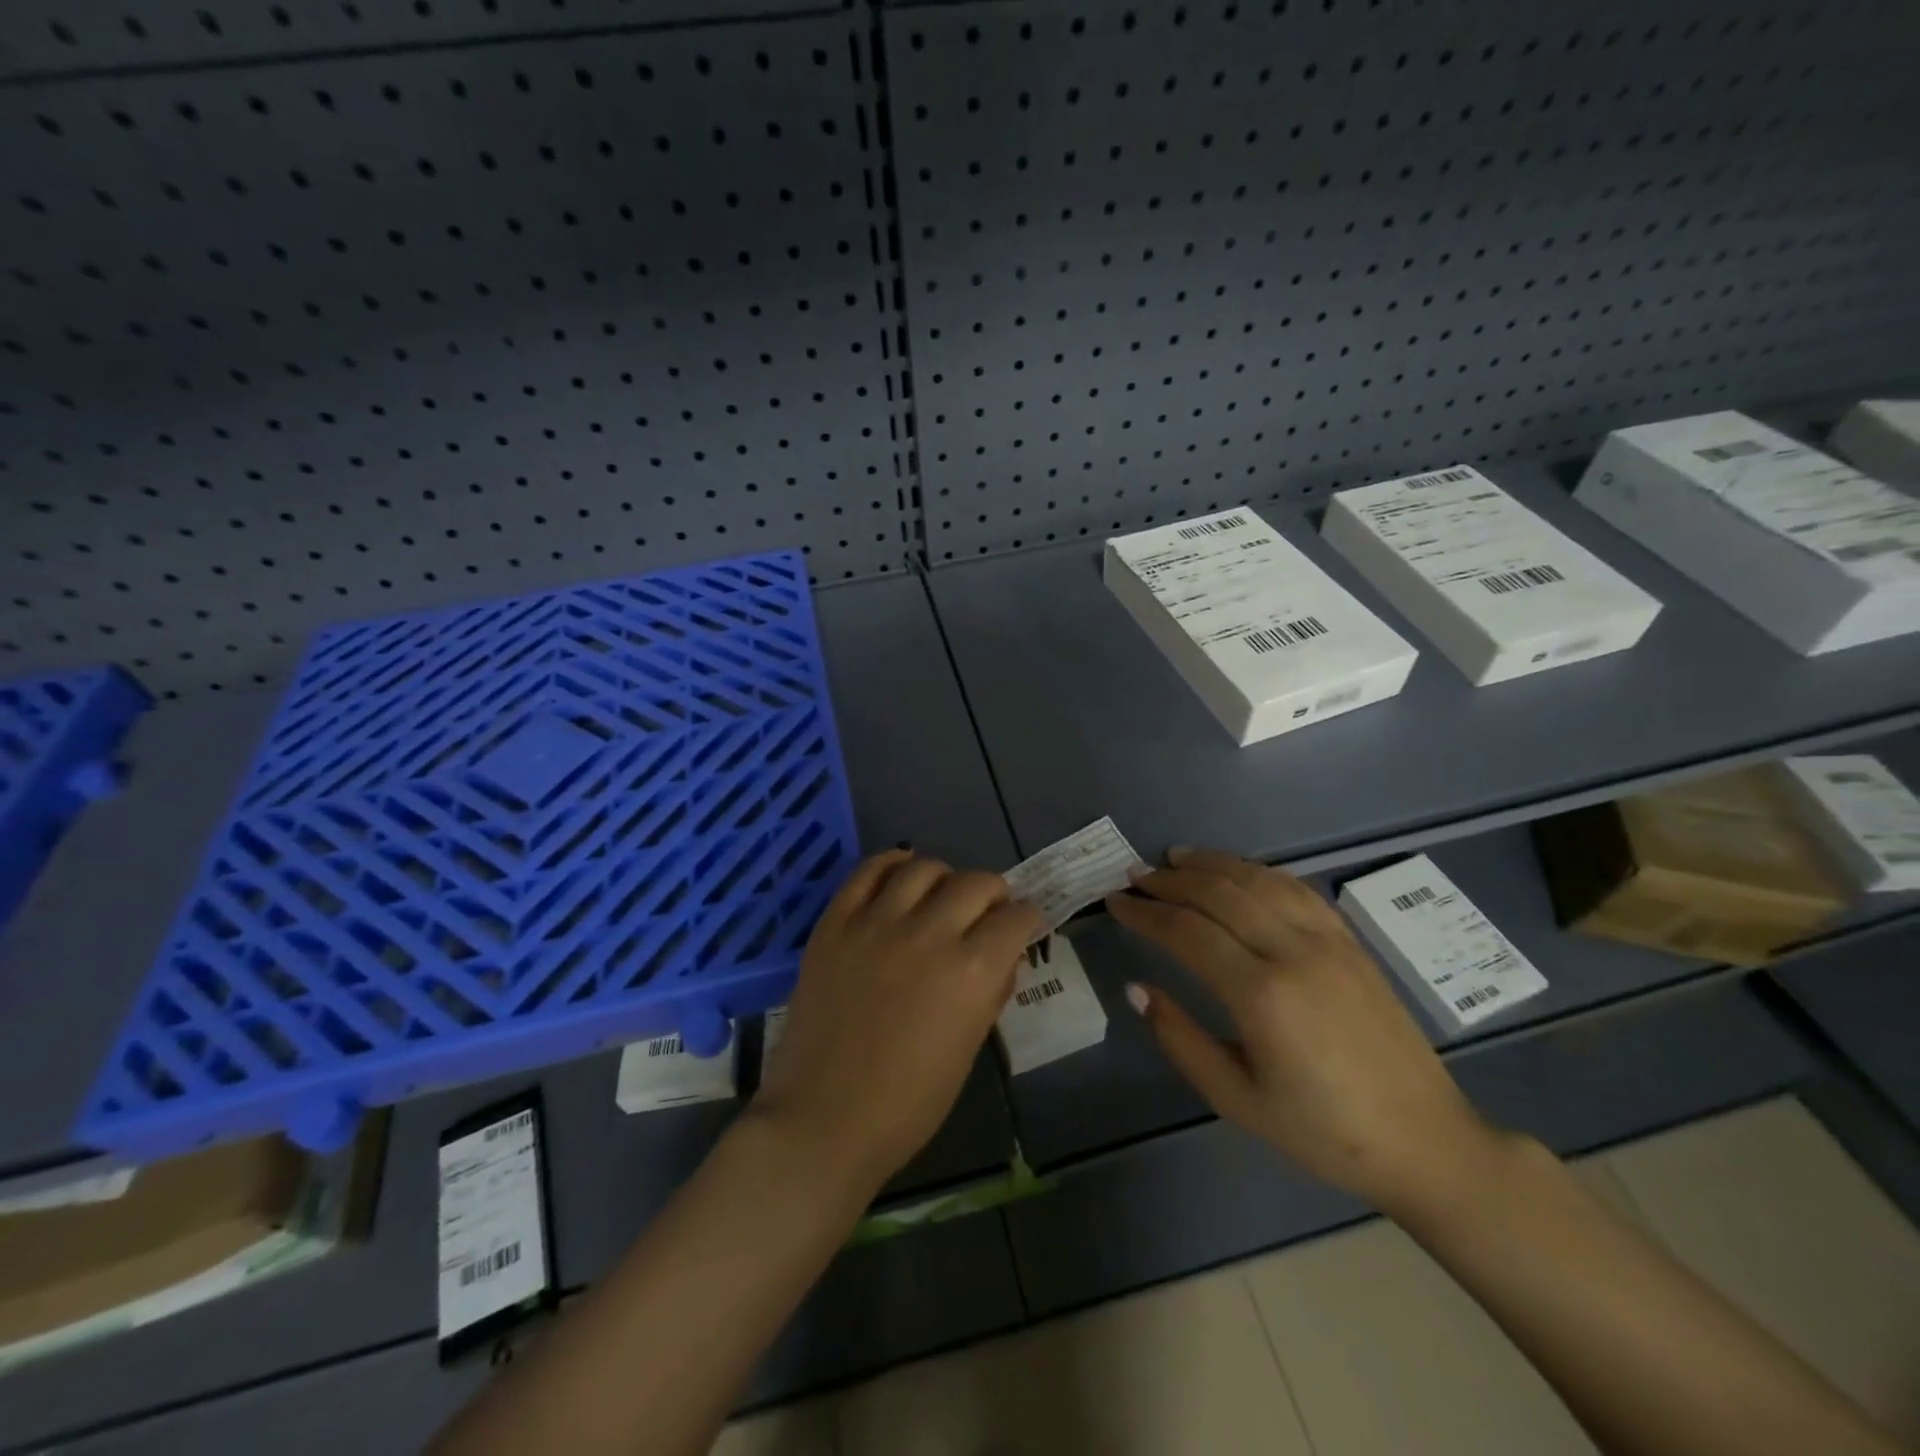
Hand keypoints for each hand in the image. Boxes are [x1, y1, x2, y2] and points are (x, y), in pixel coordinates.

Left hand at [755, 849, 1045, 1190]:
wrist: (825, 1118)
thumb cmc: (909, 1102)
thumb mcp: (969, 1046)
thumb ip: (991, 989)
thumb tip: (1001, 955)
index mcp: (972, 971)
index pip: (1016, 917)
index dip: (1027, 919)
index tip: (1023, 925)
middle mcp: (930, 934)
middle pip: (976, 882)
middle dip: (993, 894)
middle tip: (986, 912)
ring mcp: (877, 923)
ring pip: (923, 868)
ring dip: (944, 878)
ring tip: (940, 896)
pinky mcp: (836, 923)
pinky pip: (867, 872)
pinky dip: (891, 864)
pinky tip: (900, 875)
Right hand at [1106, 846, 1500, 1213]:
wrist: (1425, 1139)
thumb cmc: (1322, 1131)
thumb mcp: (1237, 1100)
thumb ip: (1180, 1039)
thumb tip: (1137, 987)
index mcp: (1261, 995)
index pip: (1186, 931)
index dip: (1144, 912)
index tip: (1114, 902)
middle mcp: (1293, 952)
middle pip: (1218, 893)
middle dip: (1169, 880)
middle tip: (1134, 876)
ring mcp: (1327, 940)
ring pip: (1257, 879)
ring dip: (1211, 863)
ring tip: (1174, 858)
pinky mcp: (1349, 941)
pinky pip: (1295, 888)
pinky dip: (1257, 870)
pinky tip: (1236, 871)